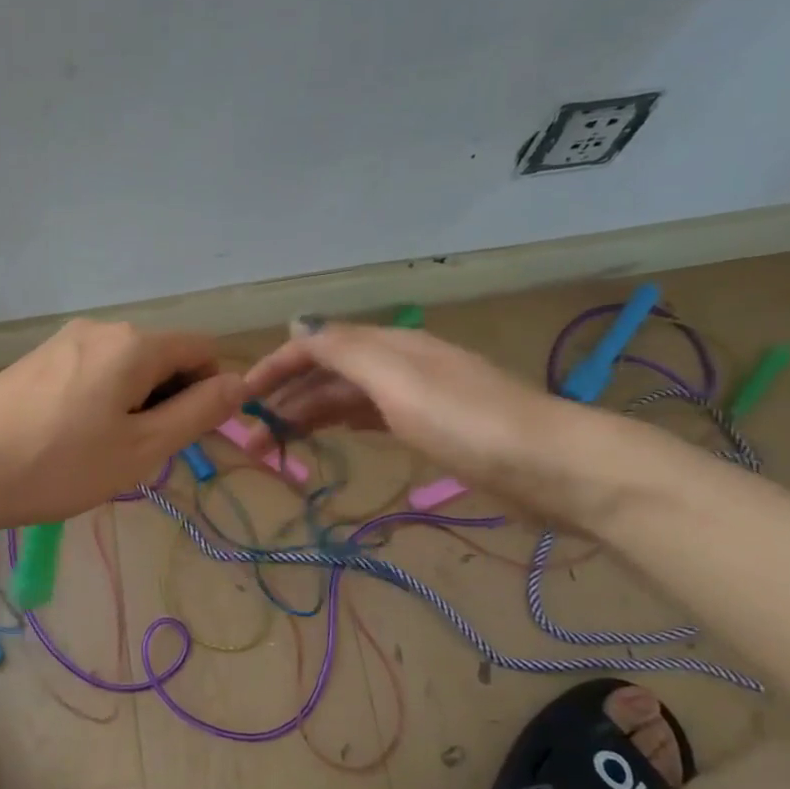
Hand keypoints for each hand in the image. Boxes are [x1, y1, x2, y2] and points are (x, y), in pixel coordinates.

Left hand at [0, 320, 248, 529]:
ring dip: (135, 404)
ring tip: (105, 453)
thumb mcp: (141, 448)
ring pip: (125, 366)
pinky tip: (74, 440)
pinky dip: (102, 401)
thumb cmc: (59, 465)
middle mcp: (100, 328)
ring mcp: (63, 340)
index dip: (211, 389)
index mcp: (134, 343)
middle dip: (169, 399)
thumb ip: (197, 413)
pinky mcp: (37, 359)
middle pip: (162, 356)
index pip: (201, 349)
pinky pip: (91, 372)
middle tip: (143, 454)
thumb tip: (240, 383)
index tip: (190, 436)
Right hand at [241, 321, 597, 518]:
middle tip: (252, 440)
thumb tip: (297, 321)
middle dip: (285, 399)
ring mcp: (418, 397)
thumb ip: (344, 349)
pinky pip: (371, 417)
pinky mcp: (432, 429)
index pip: (318, 344)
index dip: (275, 366)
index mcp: (389, 346)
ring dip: (308, 416)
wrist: (549, 466)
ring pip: (347, 398)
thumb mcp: (397, 379)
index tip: (240, 398)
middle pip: (329, 373)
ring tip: (277, 447)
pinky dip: (342, 423)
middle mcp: (400, 364)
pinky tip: (331, 435)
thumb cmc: (466, 421)